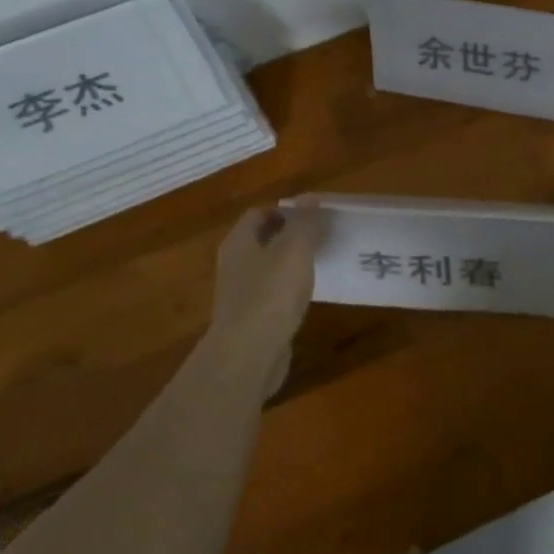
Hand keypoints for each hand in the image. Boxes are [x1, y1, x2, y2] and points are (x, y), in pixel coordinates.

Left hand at [211, 203, 325, 387]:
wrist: (248, 356)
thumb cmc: (271, 294)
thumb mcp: (295, 250)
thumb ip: (305, 222)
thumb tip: (309, 197)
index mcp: (239, 242)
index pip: (258, 214)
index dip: (285, 210)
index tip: (312, 216)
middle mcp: (233, 265)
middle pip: (261, 240)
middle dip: (289, 236)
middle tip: (320, 237)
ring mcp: (239, 295)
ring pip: (267, 269)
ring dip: (289, 265)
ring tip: (318, 265)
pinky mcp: (249, 321)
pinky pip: (270, 295)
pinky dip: (287, 291)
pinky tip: (306, 297)